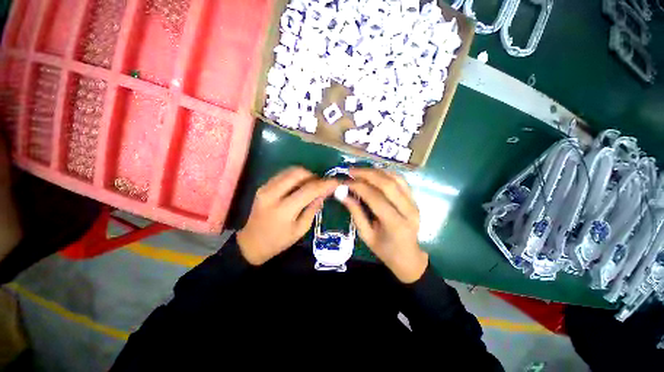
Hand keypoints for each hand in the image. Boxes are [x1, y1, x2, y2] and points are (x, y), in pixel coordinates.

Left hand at [237, 167, 338, 265]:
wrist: (251, 243)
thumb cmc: (278, 241)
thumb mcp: (300, 229)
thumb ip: (312, 209)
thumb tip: (323, 194)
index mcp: (284, 209)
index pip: (309, 190)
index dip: (325, 184)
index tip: (336, 182)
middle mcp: (273, 194)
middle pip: (298, 173)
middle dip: (314, 176)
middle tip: (321, 184)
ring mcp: (265, 187)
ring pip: (290, 171)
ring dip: (305, 175)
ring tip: (312, 185)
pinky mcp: (263, 186)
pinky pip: (283, 174)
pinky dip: (295, 177)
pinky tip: (299, 186)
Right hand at [341, 168, 427, 282]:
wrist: (408, 256)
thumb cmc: (385, 250)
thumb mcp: (366, 235)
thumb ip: (355, 213)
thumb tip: (342, 194)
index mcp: (395, 224)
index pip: (375, 198)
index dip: (359, 187)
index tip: (345, 182)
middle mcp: (408, 210)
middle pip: (387, 184)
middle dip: (367, 174)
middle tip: (351, 171)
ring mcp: (414, 203)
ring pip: (396, 178)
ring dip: (376, 171)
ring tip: (360, 171)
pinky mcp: (415, 199)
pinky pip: (401, 181)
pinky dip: (387, 174)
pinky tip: (375, 173)